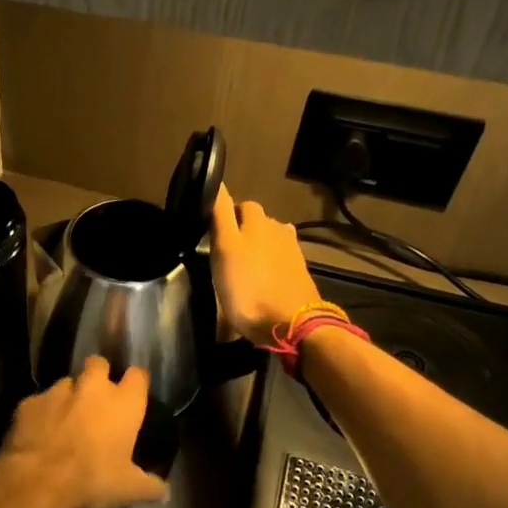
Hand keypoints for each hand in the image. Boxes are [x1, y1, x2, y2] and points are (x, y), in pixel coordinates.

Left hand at [0, 357, 167, 507]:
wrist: (38, 481)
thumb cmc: (93, 480)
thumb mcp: (128, 489)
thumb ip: (150, 486)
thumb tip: (164, 492)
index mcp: (123, 403)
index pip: (138, 375)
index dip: (136, 383)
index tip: (134, 395)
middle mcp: (92, 387)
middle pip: (98, 364)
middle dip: (99, 375)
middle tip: (97, 399)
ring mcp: (57, 391)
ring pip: (67, 382)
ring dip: (69, 396)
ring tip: (66, 419)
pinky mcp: (29, 402)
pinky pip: (40, 401)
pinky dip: (42, 413)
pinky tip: (40, 433)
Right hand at [209, 185, 322, 344]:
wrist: (291, 325)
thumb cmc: (249, 288)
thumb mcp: (224, 250)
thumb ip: (221, 216)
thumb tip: (217, 183)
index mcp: (257, 221)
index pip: (237, 204)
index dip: (222, 212)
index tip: (208, 229)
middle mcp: (278, 229)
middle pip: (256, 221)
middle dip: (241, 229)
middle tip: (223, 250)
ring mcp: (292, 252)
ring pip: (269, 239)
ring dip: (256, 247)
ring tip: (241, 266)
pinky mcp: (299, 273)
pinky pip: (279, 259)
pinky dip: (268, 264)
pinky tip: (260, 279)